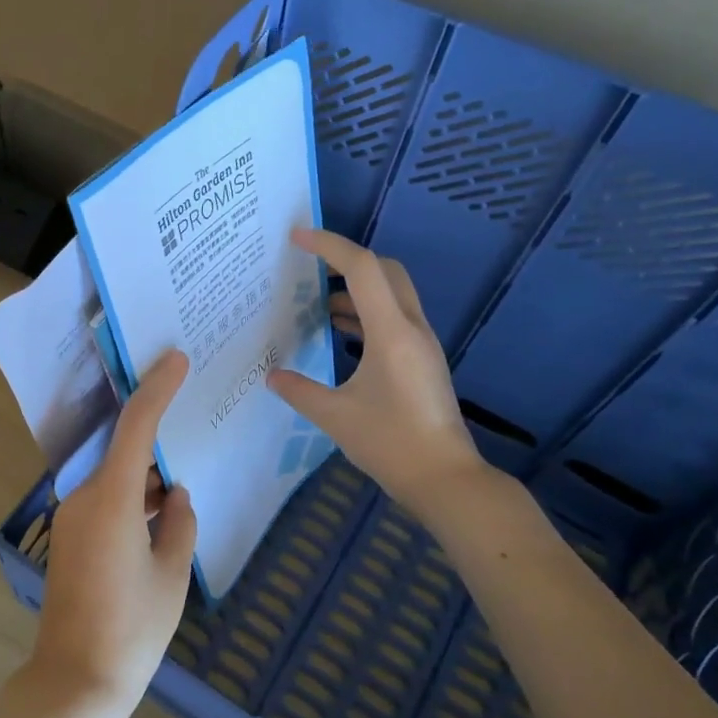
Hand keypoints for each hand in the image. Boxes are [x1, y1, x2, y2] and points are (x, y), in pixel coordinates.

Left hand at [31, 350, 198, 717]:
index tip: (176, 359)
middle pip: (124, 451)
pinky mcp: (70, 538)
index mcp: (111, 499)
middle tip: (192, 419)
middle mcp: (84, 498)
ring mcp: (72, 518)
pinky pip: (106, 501)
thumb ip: (179, 524)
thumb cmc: (132, 629)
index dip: (157, 389)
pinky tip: (160, 515)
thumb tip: (174, 497)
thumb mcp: (172, 574)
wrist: (75, 681)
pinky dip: (133, 499)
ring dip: (146, 478)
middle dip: (157, 440)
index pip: (136, 427)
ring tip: (182, 483)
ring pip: (116, 479)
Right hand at [268, 228, 483, 510]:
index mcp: (390, 333)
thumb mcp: (336, 417)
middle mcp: (411, 328)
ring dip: (357, 289)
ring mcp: (421, 344)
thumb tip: (272, 376)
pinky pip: (394, 318)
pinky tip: (341, 333)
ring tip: (317, 303)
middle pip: (384, 271)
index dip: (329, 246)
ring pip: (392, 294)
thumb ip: (300, 391)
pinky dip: (367, 314)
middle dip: (347, 260)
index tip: (297, 238)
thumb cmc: (391, 444)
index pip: (362, 268)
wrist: (445, 479)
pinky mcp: (423, 361)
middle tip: (310, 268)